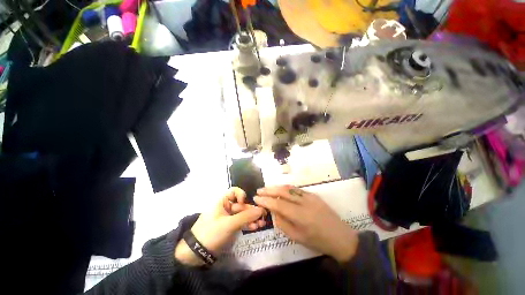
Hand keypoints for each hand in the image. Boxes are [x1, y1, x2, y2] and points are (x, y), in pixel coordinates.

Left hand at [175, 187, 265, 265]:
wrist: (196, 254)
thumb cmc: (211, 233)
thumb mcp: (229, 224)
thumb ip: (246, 216)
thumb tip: (261, 209)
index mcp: (222, 201)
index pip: (234, 191)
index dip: (242, 195)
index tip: (245, 203)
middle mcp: (226, 207)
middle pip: (242, 204)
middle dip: (252, 210)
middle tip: (263, 216)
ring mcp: (229, 217)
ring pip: (243, 214)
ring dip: (252, 218)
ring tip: (261, 224)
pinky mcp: (230, 226)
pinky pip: (241, 222)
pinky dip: (247, 224)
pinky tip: (255, 227)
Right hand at [254, 185, 358, 262]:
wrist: (341, 237)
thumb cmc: (318, 241)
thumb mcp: (297, 237)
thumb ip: (282, 223)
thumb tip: (273, 211)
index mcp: (301, 216)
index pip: (278, 204)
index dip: (266, 200)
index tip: (256, 198)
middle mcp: (305, 202)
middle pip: (283, 192)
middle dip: (269, 190)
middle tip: (259, 190)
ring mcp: (310, 196)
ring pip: (290, 188)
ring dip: (276, 187)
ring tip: (267, 189)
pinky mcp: (313, 194)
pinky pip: (296, 189)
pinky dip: (286, 188)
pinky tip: (280, 190)